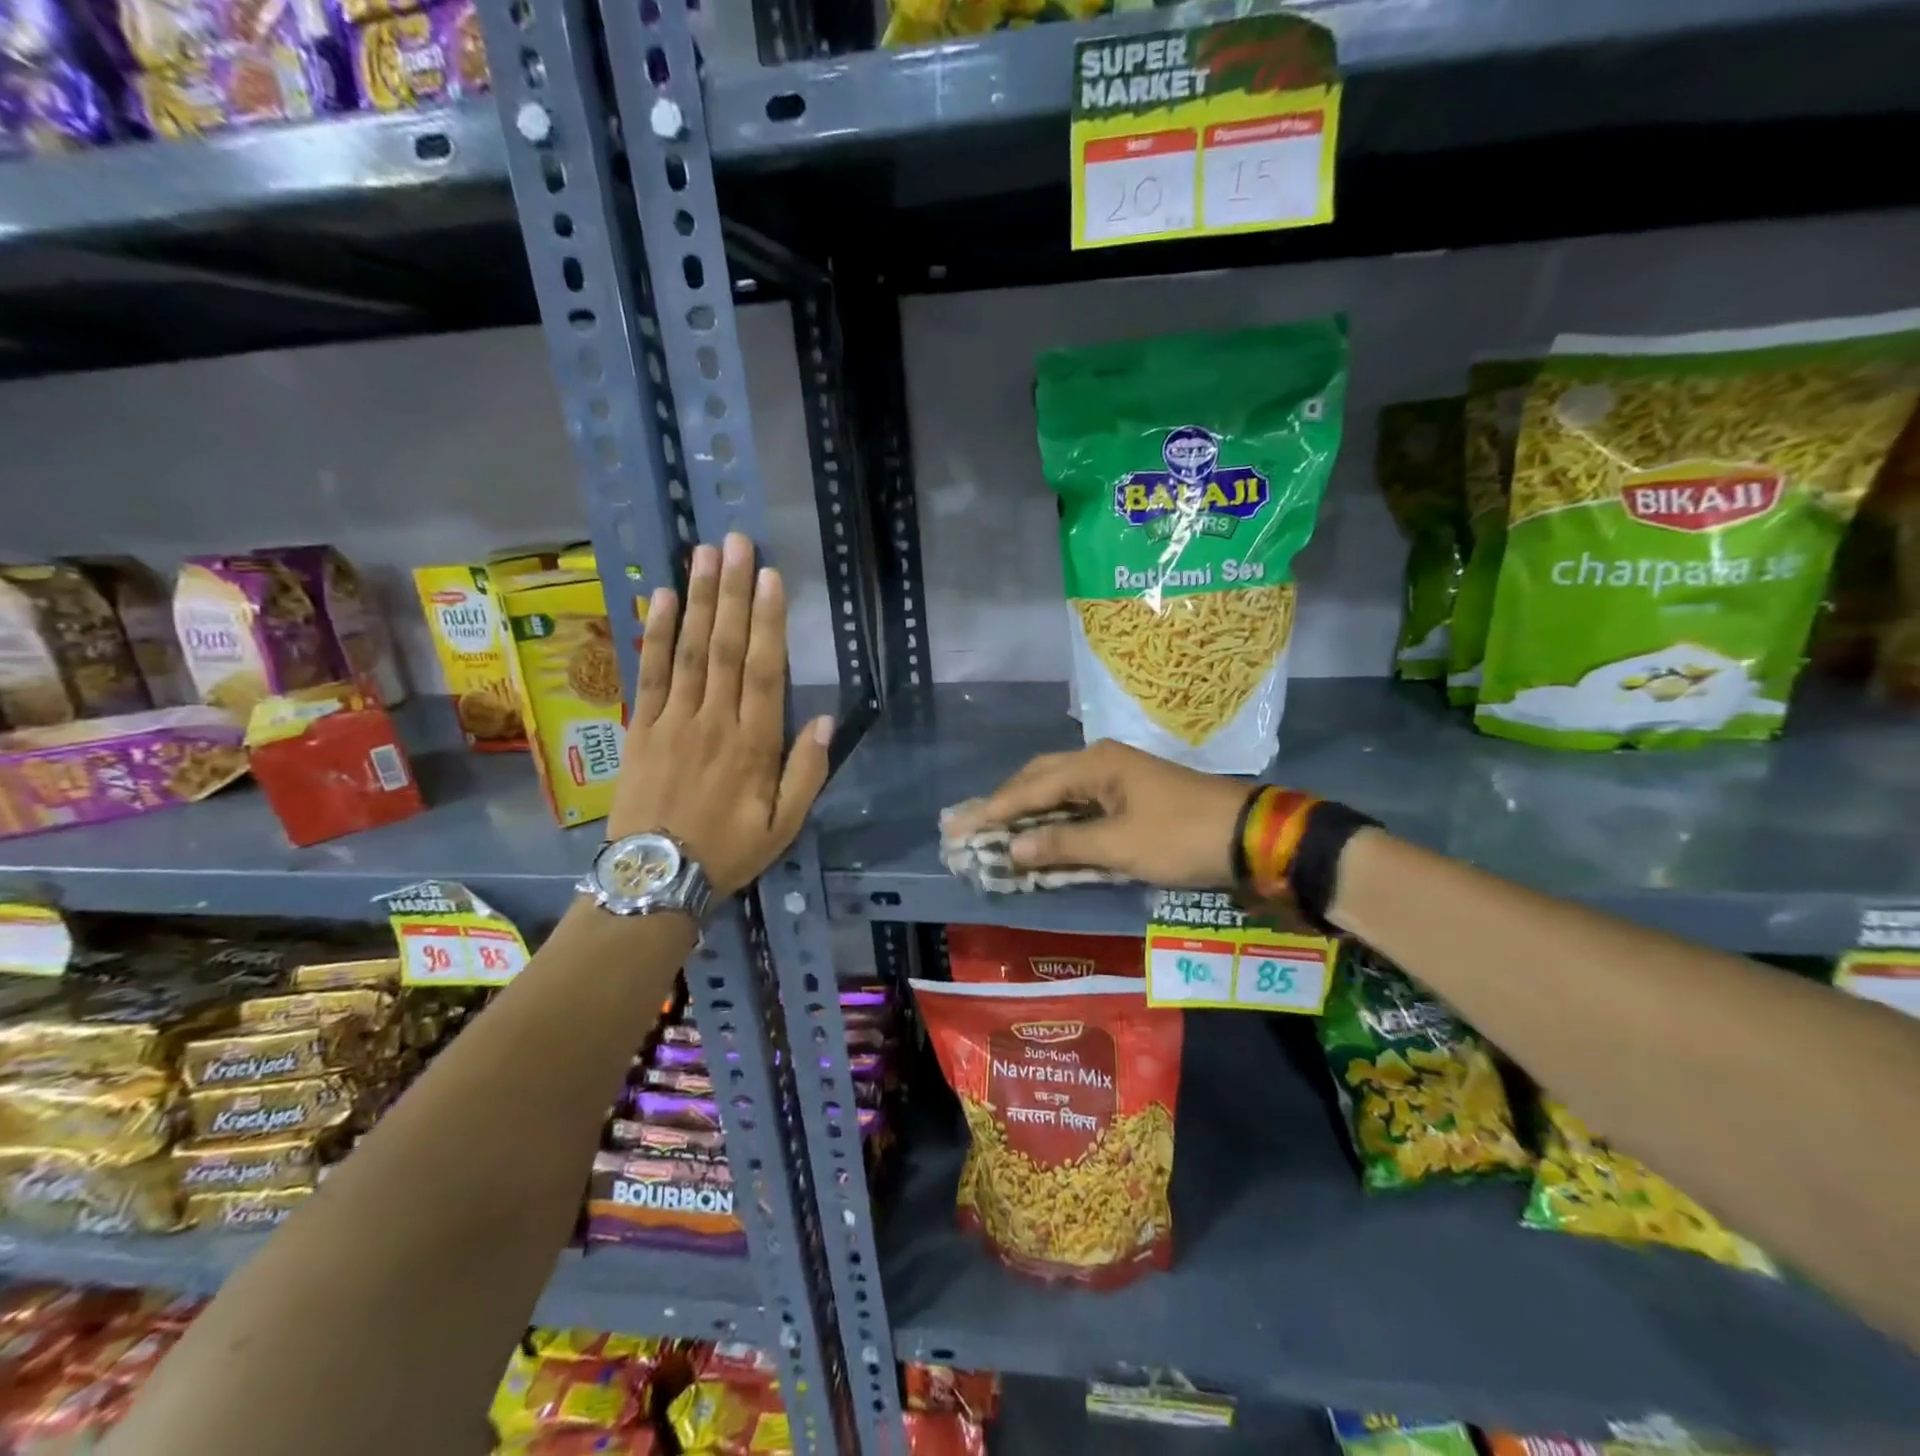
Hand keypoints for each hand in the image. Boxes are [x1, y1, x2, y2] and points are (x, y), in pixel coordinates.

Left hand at [610, 532, 832, 897]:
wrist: (654, 880)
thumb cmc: (728, 851)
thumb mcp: (784, 826)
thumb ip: (806, 773)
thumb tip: (823, 721)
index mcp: (753, 745)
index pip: (763, 671)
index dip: (767, 622)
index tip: (770, 578)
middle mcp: (713, 722)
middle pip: (724, 648)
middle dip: (732, 592)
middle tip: (736, 543)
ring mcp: (672, 722)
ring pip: (687, 651)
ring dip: (696, 600)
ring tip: (703, 555)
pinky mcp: (640, 729)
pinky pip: (647, 674)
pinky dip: (653, 635)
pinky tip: (659, 598)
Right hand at [943, 739, 1251, 888]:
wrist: (1250, 835)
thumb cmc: (1181, 837)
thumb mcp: (1120, 846)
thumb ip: (1063, 846)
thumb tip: (1012, 849)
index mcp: (1094, 765)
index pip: (1029, 788)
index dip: (992, 810)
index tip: (958, 828)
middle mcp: (1100, 762)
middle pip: (1039, 780)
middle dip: (1004, 805)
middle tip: (970, 827)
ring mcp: (1117, 777)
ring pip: (1059, 792)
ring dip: (1028, 813)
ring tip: (995, 831)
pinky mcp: (1130, 795)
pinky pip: (1079, 804)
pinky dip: (1056, 821)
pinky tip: (1041, 835)